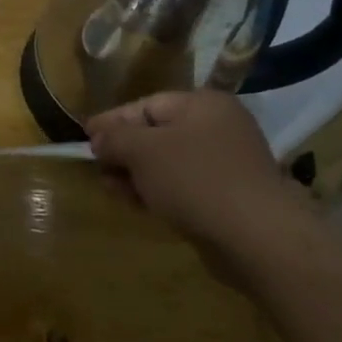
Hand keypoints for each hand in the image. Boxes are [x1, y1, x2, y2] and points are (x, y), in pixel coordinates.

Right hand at [86, 90, 309, 283]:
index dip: (112, 121)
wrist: (257, 237)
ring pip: (169, 163)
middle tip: (96, 168)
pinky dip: (159, 192)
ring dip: (137, 175)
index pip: (146, 105)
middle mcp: (219, 127)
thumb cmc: (195, 180)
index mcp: (203, 104)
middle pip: (157, 133)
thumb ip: (115, 139)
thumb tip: (98, 138)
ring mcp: (227, 163)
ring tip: (111, 189)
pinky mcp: (229, 196)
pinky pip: (184, 186)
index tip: (85, 137)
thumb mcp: (144, 151)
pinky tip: (138, 205)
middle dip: (124, 151)